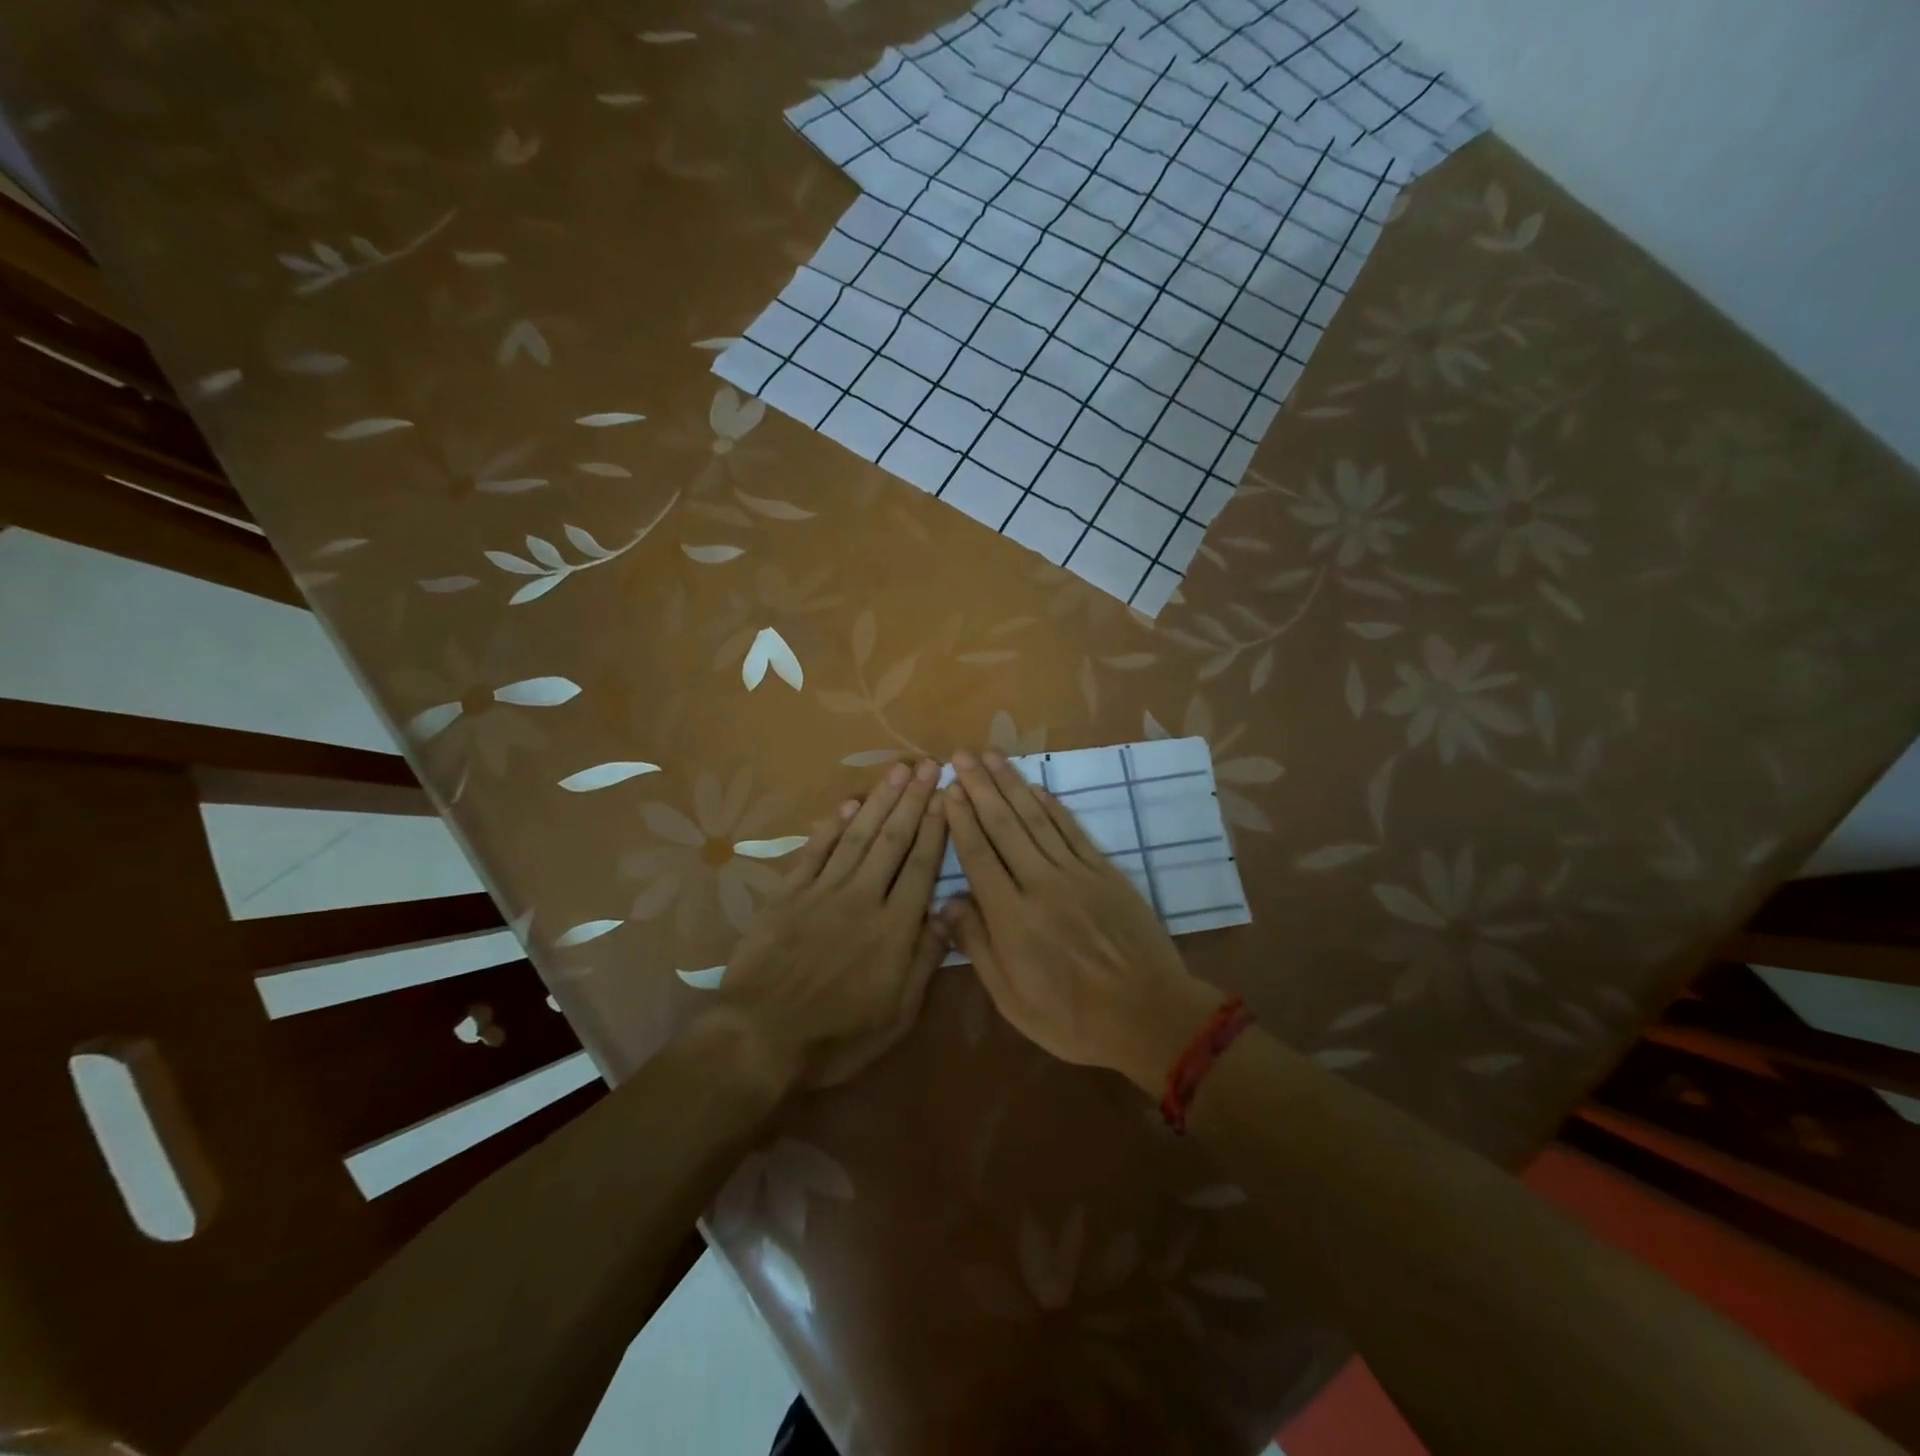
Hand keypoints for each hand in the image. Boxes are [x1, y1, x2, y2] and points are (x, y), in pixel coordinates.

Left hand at [713, 759, 949, 1089]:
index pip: (921, 865)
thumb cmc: (837, 1035)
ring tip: (897, 770)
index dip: (936, 827)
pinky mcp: (788, 894)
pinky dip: (832, 826)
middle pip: (893, 840)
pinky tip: (848, 805)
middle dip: (912, 800)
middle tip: (927, 765)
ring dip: (879, 801)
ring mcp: (823, 892)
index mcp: (894, 927)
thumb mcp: (897, 1013)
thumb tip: (950, 911)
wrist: (760, 1036)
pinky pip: (815, 852)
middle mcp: (863, 897)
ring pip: (858, 837)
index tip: (946, 795)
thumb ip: (926, 959)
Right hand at [940, 750, 1223, 1093]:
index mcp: (1011, 917)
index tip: (947, 789)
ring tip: (991, 756)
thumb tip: (946, 904)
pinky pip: (1072, 830)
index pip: (978, 855)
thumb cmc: (1072, 1018)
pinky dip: (1052, 806)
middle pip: (1004, 826)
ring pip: (1036, 819)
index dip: (960, 819)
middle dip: (979, 787)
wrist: (1148, 1015)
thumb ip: (977, 946)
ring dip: (1011, 784)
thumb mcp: (1011, 999)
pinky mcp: (1105, 872)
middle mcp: (1040, 883)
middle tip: (960, 755)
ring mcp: (1076, 873)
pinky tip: (1036, 788)